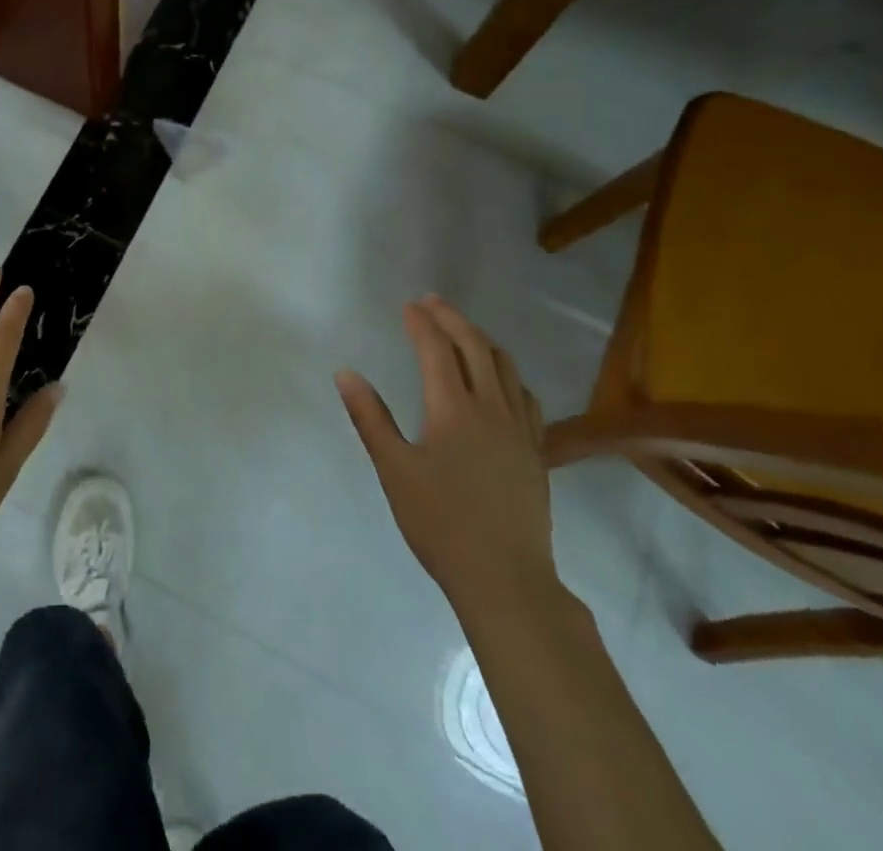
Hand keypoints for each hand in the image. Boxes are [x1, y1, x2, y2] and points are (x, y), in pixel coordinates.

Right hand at [337, 295, 556, 619]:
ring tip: (463, 331)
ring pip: (506, 367)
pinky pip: (526, 397)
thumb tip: (346, 373)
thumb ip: (370, 418)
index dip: (421, 323)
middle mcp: (491, 409)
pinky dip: (508, 374)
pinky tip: (502, 382)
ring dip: (482, 340)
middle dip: (452, 319)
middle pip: (475, 347)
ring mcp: (520, 430)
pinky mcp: (536, 453)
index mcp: (453, 409)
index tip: (408, 306)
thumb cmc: (440, 523)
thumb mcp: (393, 470)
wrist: (505, 579)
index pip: (436, 350)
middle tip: (432, 302)